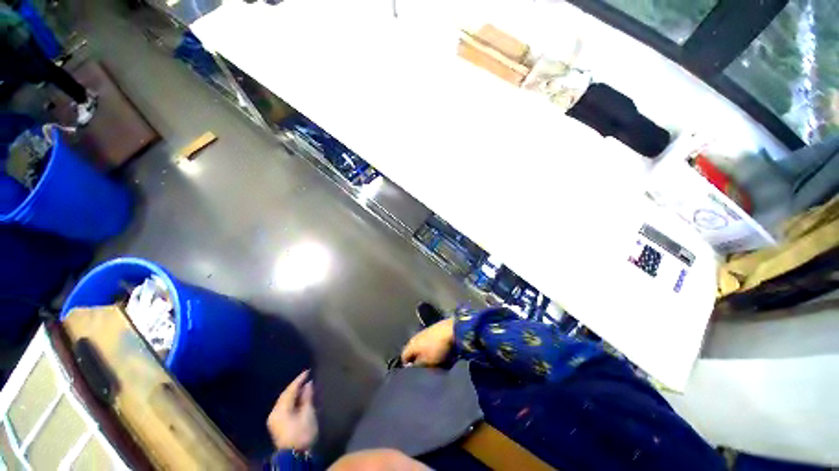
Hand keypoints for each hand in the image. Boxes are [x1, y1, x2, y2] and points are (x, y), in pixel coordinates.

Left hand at [267, 370, 317, 450]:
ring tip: (304, 386)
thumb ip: (307, 397)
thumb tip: (308, 384)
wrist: (295, 455)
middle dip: (295, 386)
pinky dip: (292, 400)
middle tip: (306, 377)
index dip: (299, 380)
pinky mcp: (277, 424)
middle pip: (285, 395)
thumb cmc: (302, 433)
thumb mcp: (308, 413)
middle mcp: (274, 412)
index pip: (290, 390)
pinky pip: (284, 407)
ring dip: (294, 393)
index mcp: (280, 409)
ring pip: (284, 401)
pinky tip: (299, 398)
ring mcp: (274, 419)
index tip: (308, 371)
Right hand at [400, 318, 454, 365]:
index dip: (407, 367)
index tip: (413, 374)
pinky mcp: (433, 329)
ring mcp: (424, 332)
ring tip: (433, 361)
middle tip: (424, 368)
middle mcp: (415, 337)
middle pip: (413, 351)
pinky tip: (438, 351)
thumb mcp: (427, 362)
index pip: (403, 357)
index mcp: (411, 345)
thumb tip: (414, 366)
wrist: (451, 330)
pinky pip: (429, 342)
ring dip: (425, 354)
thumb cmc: (437, 348)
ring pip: (421, 346)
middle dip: (417, 360)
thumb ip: (419, 366)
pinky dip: (432, 347)